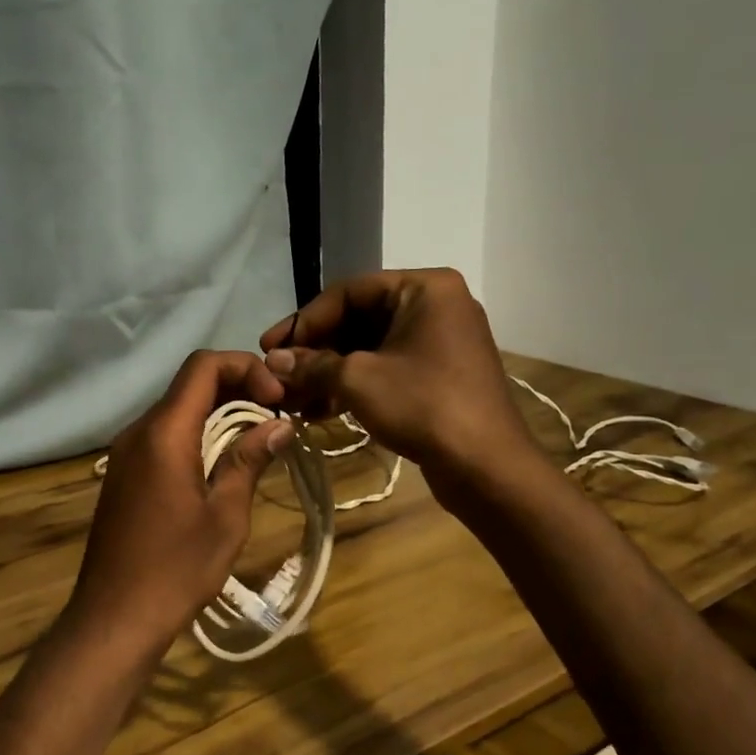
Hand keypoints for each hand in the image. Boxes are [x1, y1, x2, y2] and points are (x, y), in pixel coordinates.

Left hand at [67, 351, 293, 657]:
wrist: (115, 616)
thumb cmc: (176, 568)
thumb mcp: (225, 516)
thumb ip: (248, 461)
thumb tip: (280, 424)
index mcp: (163, 433)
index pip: (203, 366)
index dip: (245, 368)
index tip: (278, 399)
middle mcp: (138, 432)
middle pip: (190, 385)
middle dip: (237, 388)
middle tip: (277, 416)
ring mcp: (125, 453)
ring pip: (177, 410)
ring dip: (218, 413)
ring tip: (259, 438)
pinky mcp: (123, 474)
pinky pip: (163, 436)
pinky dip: (197, 435)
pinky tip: (222, 463)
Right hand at [258, 269, 534, 479]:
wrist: (485, 466)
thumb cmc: (423, 406)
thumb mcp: (358, 380)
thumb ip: (312, 364)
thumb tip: (272, 360)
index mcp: (424, 288)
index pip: (349, 292)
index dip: (305, 320)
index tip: (269, 347)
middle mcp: (434, 306)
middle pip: (358, 319)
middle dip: (315, 351)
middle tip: (278, 374)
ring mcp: (439, 342)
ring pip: (369, 348)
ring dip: (328, 372)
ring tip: (292, 398)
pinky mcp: (437, 375)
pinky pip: (386, 368)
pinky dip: (353, 385)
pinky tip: (319, 410)